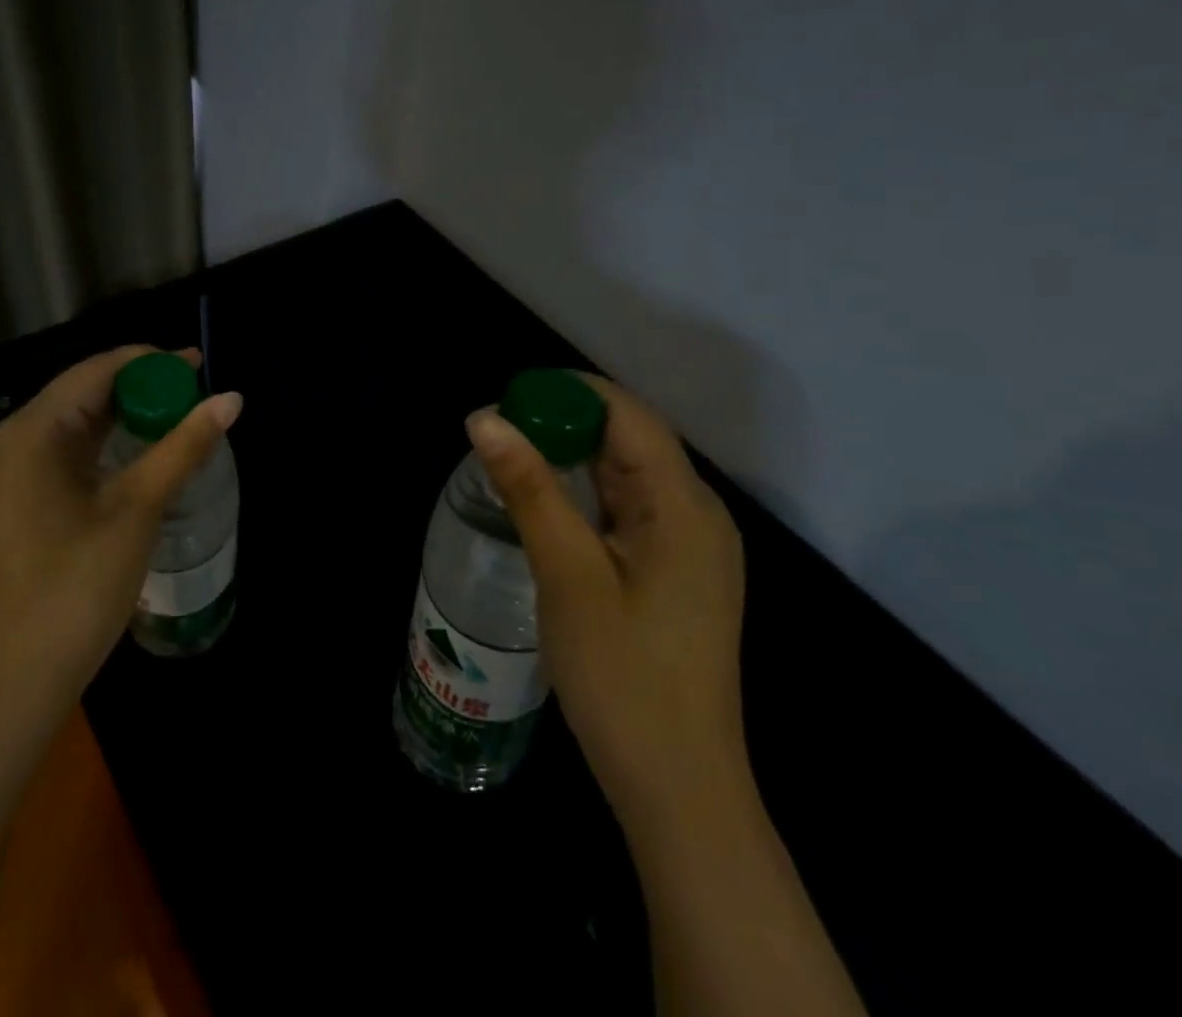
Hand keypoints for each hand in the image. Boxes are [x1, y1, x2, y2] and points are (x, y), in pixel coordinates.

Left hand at [0, 346, 242, 720]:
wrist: (18, 679)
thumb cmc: (77, 588)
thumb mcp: (137, 510)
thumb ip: (184, 447)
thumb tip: (231, 398)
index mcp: (31, 432)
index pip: (96, 371)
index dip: (150, 362)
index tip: (199, 365)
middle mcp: (13, 439)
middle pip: (84, 391)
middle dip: (141, 387)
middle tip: (197, 392)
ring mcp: (11, 471)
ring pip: (77, 422)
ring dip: (126, 415)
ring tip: (180, 415)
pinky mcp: (18, 497)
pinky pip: (67, 451)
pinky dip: (107, 443)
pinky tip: (142, 450)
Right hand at [466, 376, 747, 829]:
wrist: (678, 789)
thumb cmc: (623, 678)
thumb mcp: (567, 574)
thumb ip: (529, 489)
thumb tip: (485, 417)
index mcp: (683, 506)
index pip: (627, 414)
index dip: (566, 393)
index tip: (505, 398)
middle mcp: (697, 514)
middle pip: (628, 439)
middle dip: (562, 422)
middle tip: (494, 431)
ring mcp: (690, 546)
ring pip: (626, 474)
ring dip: (570, 458)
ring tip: (509, 458)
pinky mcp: (675, 572)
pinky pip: (627, 509)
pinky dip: (584, 494)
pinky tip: (544, 504)